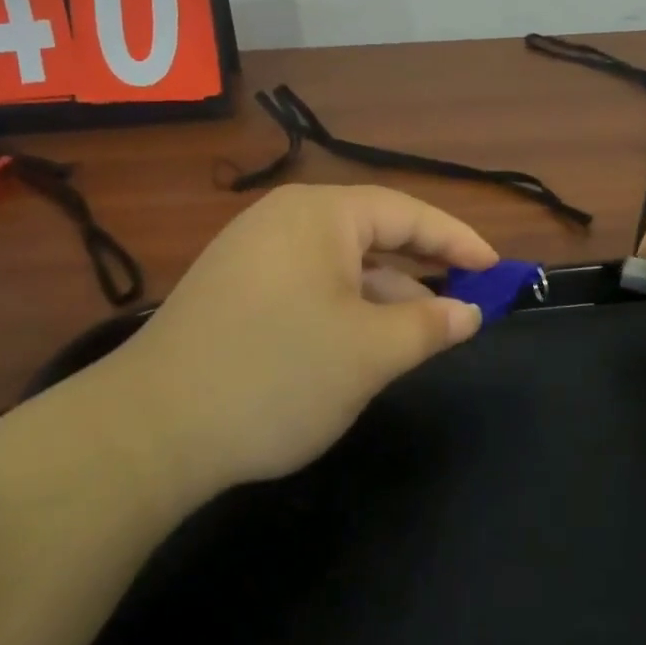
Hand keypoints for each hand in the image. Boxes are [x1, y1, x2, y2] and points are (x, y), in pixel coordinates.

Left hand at [106, 185, 495, 492]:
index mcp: (319, 214)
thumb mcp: (370, 352)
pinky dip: (345, 308)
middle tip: (464, 299)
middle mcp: (284, 220)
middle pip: (372, 234)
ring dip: (383, 294)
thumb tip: (469, 312)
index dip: (457, 240)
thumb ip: (430, 325)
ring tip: (419, 333)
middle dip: (421, 268)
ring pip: (340, 264)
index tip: (496, 269)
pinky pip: (309, 285)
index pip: (406, 213)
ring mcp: (252, 253)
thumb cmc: (277, 374)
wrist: (149, 431)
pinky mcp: (233, 290)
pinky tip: (359, 344)